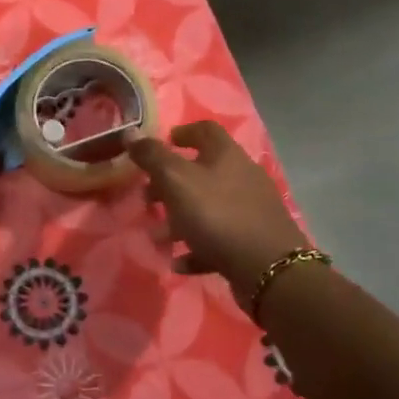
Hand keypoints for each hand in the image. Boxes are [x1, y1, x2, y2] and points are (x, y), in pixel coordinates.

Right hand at [126, 122, 307, 305]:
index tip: (162, 144)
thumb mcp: (176, 181)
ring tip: (157, 236)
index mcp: (226, 155)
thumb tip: (130, 132)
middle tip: (148, 196)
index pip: (205, 130)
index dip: (182, 132)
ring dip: (179, 218)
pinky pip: (217, 239)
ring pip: (208, 207)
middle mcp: (242, 177)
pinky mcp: (252, 240)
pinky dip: (196, 247)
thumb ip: (152, 157)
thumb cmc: (217, 215)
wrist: (268, 268)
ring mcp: (250, 210)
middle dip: (171, 183)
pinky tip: (178, 261)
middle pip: (202, 171)